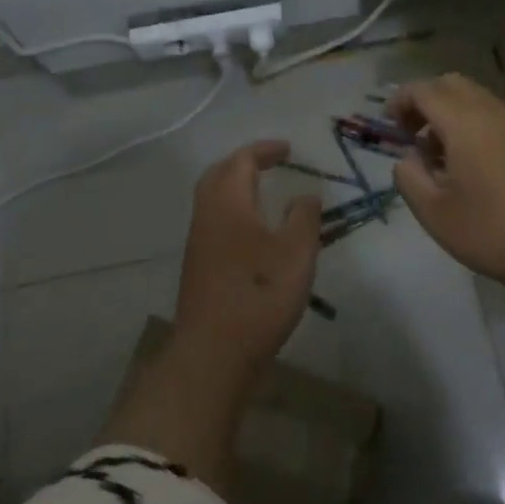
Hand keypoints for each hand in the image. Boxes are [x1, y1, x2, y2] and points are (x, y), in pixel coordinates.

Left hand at [172, 140, 322, 381]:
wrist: (214, 353)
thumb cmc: (259, 294)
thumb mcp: (297, 252)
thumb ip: (304, 217)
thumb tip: (305, 195)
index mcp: (228, 202)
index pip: (241, 160)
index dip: (265, 150)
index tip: (289, 150)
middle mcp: (207, 215)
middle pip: (219, 174)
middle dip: (244, 163)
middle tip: (270, 164)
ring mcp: (199, 242)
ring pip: (213, 199)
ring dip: (236, 188)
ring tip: (265, 193)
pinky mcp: (199, 267)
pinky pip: (215, 222)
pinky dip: (234, 212)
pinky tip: (254, 233)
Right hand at [387, 74, 504, 288]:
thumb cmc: (488, 230)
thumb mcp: (433, 211)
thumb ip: (408, 176)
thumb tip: (407, 158)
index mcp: (464, 122)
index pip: (424, 90)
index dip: (400, 101)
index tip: (389, 125)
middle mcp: (490, 111)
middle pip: (450, 83)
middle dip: (424, 100)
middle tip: (410, 132)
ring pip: (473, 96)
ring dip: (448, 111)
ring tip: (436, 151)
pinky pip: (490, 112)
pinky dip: (469, 121)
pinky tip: (465, 161)